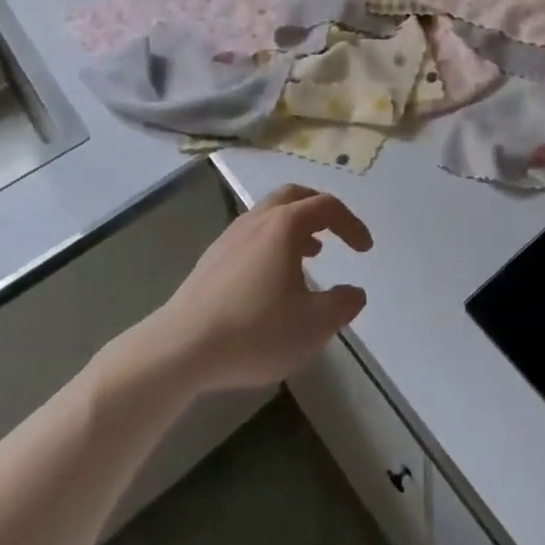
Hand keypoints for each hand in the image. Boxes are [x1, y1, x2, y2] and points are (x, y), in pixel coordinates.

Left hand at [140, 184, 372, 392]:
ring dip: (295, 226)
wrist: (180, 348)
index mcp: (285, 225)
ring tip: (310, 255)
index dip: (351, 223)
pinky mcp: (211, 257)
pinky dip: (272, 241)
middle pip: (294, 196)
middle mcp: (258, 219)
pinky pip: (252, 233)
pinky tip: (271, 277)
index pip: (327, 206)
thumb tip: (355, 293)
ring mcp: (230, 236)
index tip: (364, 249)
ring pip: (270, 213)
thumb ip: (340, 306)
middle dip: (320, 209)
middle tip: (336, 232)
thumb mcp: (311, 325)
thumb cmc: (253, 330)